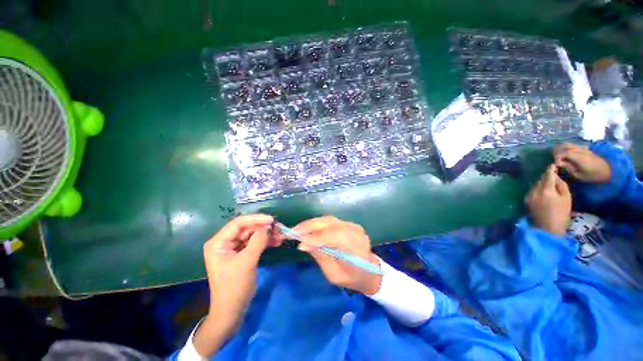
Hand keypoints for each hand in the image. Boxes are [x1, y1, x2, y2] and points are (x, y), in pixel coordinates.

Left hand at [194, 214, 278, 355]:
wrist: (232, 311)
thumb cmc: (234, 287)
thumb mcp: (247, 262)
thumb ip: (258, 241)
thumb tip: (268, 226)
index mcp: (218, 242)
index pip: (238, 223)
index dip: (255, 219)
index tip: (271, 220)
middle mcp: (225, 242)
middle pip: (246, 228)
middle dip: (263, 227)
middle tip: (279, 228)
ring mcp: (233, 248)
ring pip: (252, 235)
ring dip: (266, 234)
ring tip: (280, 236)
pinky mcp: (241, 254)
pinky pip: (254, 243)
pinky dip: (265, 242)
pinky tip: (276, 242)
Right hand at [292, 216, 381, 294]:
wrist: (370, 271)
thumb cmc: (352, 278)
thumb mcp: (334, 274)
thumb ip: (320, 256)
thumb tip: (303, 244)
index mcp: (355, 247)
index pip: (332, 236)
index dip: (314, 237)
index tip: (297, 241)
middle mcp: (355, 231)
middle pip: (329, 223)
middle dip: (308, 226)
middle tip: (291, 231)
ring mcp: (353, 225)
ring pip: (328, 220)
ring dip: (311, 224)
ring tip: (297, 230)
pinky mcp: (348, 223)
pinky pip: (330, 221)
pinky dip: (317, 224)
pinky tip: (308, 228)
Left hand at [525, 165, 571, 235]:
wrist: (548, 229)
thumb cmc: (561, 214)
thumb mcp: (566, 198)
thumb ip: (561, 185)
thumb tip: (556, 177)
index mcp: (545, 190)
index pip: (547, 175)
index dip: (551, 169)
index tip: (553, 164)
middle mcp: (534, 191)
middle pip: (540, 180)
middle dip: (546, 177)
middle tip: (554, 177)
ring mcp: (528, 196)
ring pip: (535, 185)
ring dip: (542, 184)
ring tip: (550, 186)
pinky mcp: (526, 200)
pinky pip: (532, 191)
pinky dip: (538, 189)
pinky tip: (544, 193)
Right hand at [553, 143, 610, 182]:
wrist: (608, 170)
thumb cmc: (593, 175)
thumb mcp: (579, 175)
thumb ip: (568, 168)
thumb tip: (558, 163)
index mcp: (580, 157)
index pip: (564, 152)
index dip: (557, 157)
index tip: (556, 164)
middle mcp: (580, 150)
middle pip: (564, 146)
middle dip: (556, 152)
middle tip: (555, 160)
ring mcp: (582, 148)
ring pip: (566, 144)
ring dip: (560, 149)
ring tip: (558, 157)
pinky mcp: (583, 148)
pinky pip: (571, 145)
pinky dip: (564, 148)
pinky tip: (564, 155)